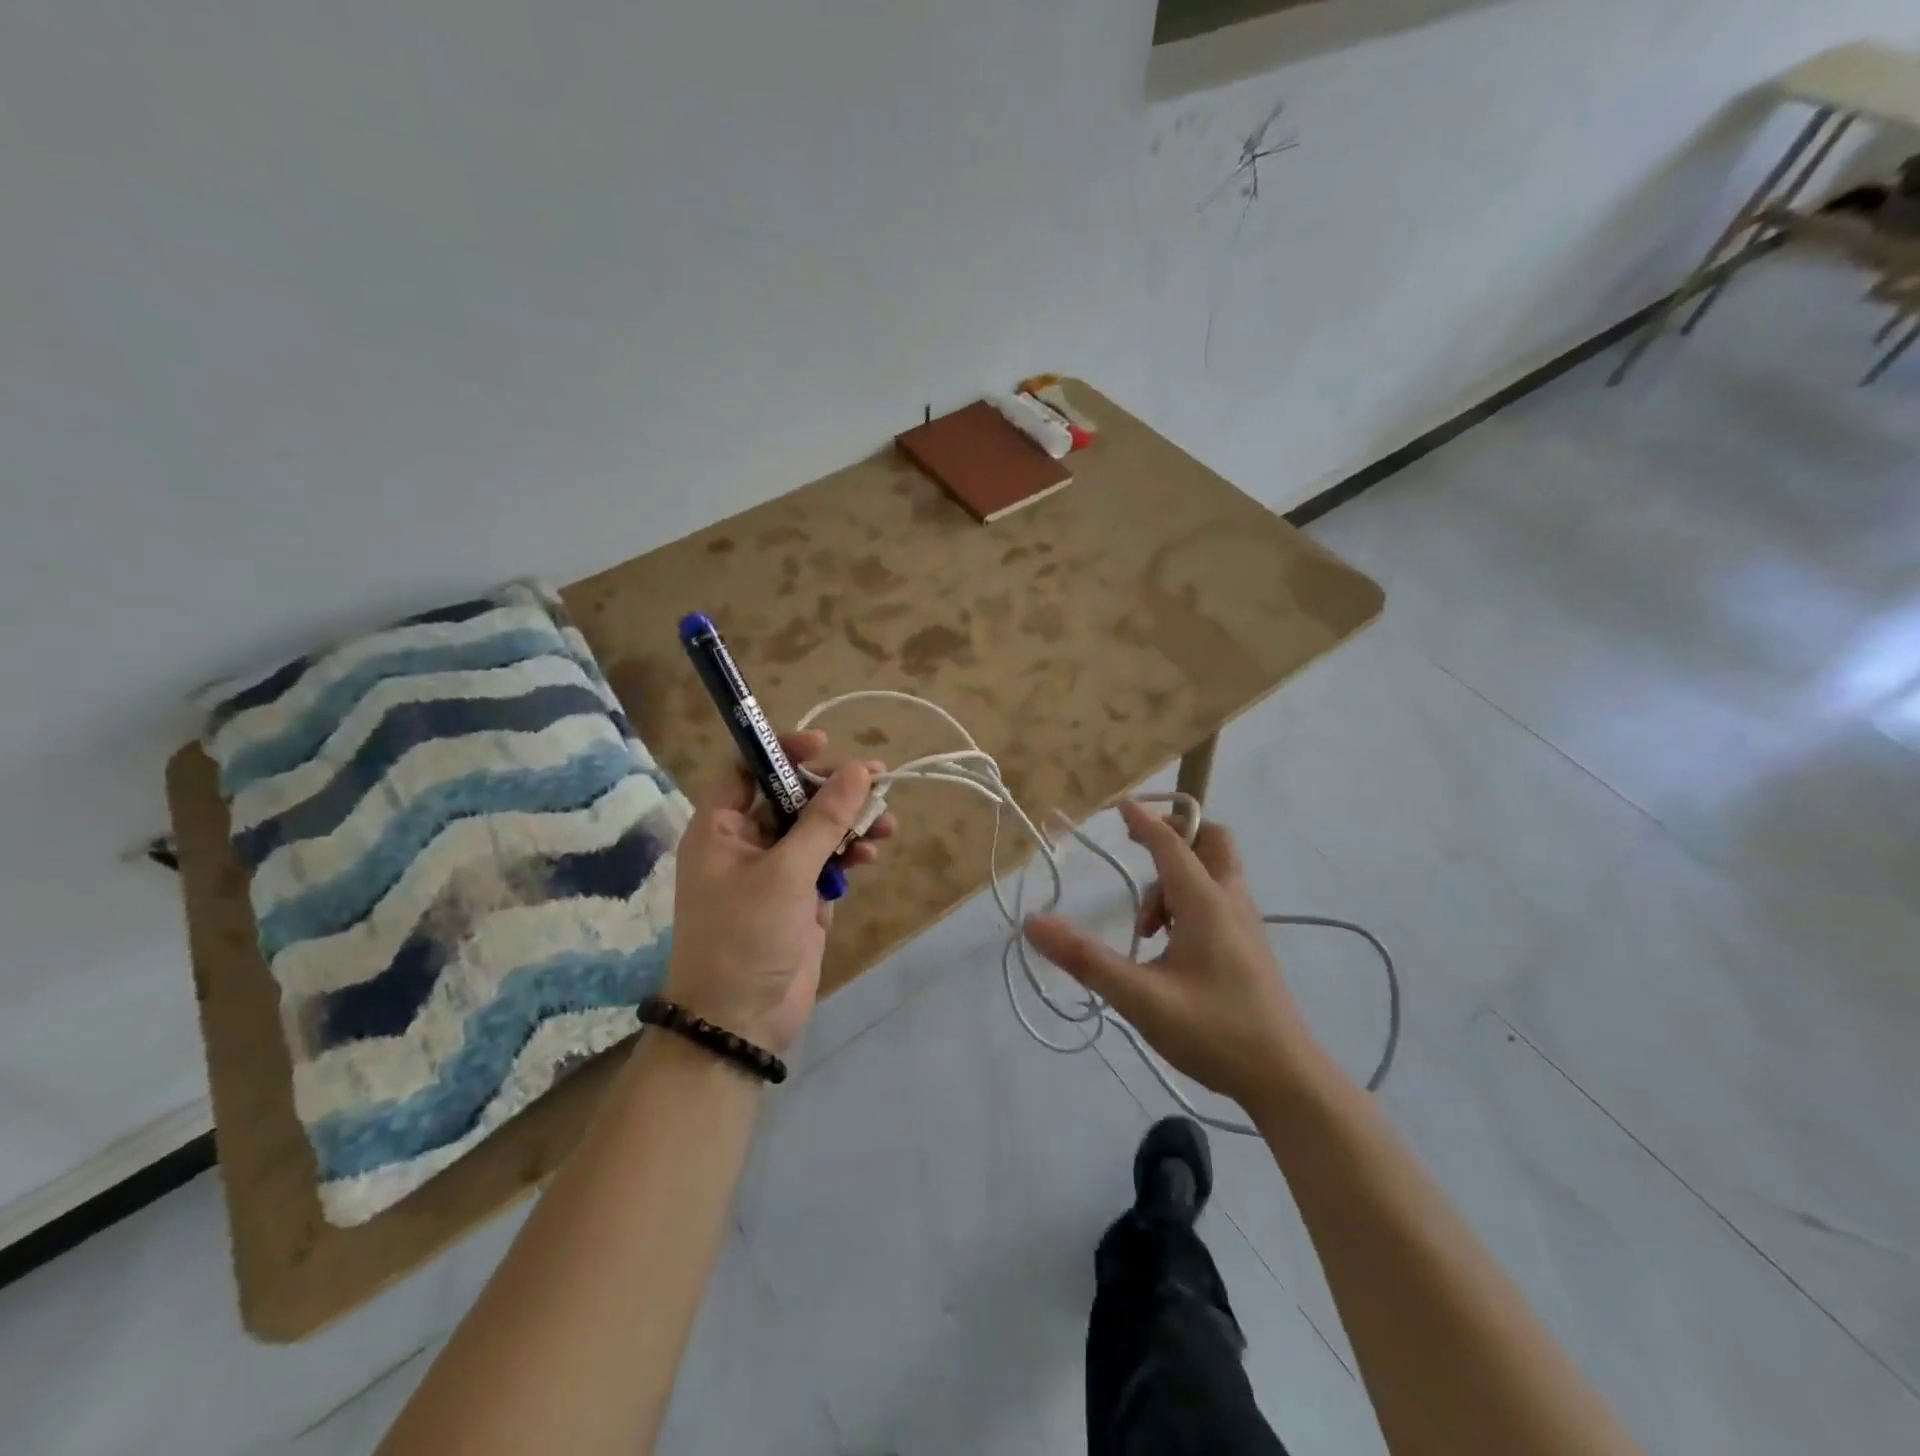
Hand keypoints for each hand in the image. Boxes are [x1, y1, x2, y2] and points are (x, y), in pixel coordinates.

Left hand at [663, 730, 892, 1054]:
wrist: (739, 1024)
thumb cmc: (745, 938)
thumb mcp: (785, 873)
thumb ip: (823, 820)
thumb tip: (859, 770)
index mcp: (721, 829)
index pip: (747, 769)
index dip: (783, 751)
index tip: (825, 746)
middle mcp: (745, 843)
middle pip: (792, 797)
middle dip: (833, 790)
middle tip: (877, 781)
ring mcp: (774, 872)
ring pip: (816, 830)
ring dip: (850, 823)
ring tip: (886, 824)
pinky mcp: (799, 898)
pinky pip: (827, 862)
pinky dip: (849, 855)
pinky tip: (870, 855)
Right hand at [1022, 803, 1315, 1105]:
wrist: (1286, 1079)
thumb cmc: (1213, 1032)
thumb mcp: (1140, 998)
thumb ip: (1086, 959)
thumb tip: (1034, 923)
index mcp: (1206, 903)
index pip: (1170, 844)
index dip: (1143, 821)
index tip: (1119, 804)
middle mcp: (1231, 901)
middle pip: (1212, 841)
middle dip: (1176, 835)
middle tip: (1141, 850)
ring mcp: (1247, 924)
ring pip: (1216, 872)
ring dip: (1179, 877)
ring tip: (1146, 928)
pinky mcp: (1251, 947)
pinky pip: (1220, 897)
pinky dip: (1192, 898)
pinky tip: (1170, 945)